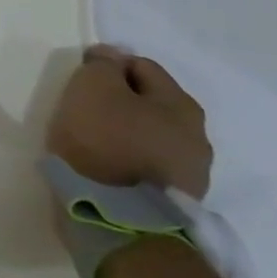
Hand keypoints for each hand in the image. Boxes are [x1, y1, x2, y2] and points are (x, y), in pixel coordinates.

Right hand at [46, 46, 212, 197]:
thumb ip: (103, 65)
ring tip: (93, 142)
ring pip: (150, 136)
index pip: (141, 66)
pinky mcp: (176, 202)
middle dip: (120, 101)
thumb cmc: (104, 142)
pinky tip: (106, 167)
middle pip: (150, 103)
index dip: (107, 66)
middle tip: (84, 110)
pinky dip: (127, 160)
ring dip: (125, 133)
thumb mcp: (92, 88)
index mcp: (181, 105)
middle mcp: (197, 136)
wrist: (119, 220)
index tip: (79, 81)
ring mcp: (191, 174)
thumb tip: (112, 57)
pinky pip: (148, 166)